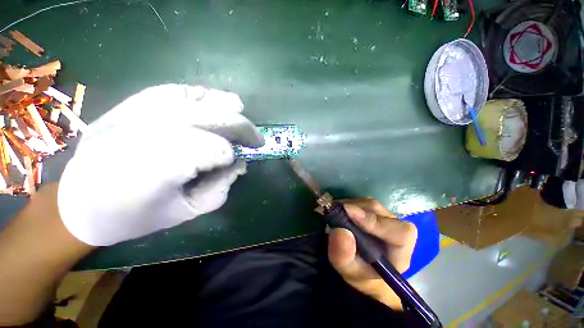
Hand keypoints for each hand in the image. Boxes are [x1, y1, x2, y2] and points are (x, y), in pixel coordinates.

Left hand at [58, 85, 263, 245]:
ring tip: (241, 113)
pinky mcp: (129, 104)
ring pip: (194, 98)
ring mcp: (133, 113)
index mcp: (155, 170)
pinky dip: (201, 95)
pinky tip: (215, 102)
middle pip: (210, 117)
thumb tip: (241, 163)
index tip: (237, 162)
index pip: (213, 150)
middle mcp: (143, 133)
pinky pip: (174, 91)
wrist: (79, 203)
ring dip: (225, 105)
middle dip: (240, 127)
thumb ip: (221, 187)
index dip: (230, 155)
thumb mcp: (186, 212)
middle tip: (255, 139)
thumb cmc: (134, 216)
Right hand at [327, 198, 416, 309]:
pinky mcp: (373, 211)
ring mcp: (385, 217)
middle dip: (355, 211)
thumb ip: (344, 255)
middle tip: (334, 214)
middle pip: (379, 212)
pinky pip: (361, 202)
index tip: (350, 215)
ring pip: (369, 204)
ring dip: (349, 206)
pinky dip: (348, 204)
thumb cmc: (359, 273)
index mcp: (400, 251)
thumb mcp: (348, 270)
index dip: (376, 222)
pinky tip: (339, 211)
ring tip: (335, 214)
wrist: (360, 267)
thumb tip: (340, 231)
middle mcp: (395, 229)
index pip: (400, 232)